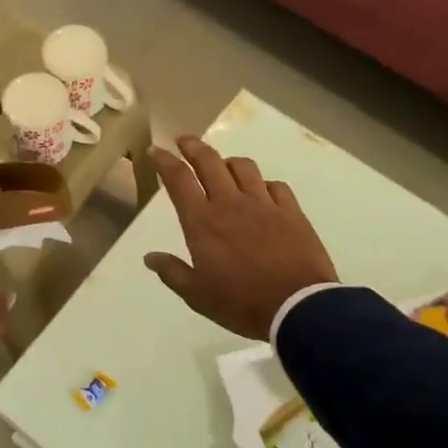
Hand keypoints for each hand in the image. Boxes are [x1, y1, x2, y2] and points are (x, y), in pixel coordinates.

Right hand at [144, 136, 338, 339]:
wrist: (297, 307)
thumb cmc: (240, 303)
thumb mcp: (197, 295)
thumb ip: (172, 272)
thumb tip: (150, 257)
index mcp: (202, 222)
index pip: (179, 179)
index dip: (165, 161)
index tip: (157, 151)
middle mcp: (230, 203)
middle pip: (209, 161)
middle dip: (193, 146)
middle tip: (183, 140)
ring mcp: (264, 204)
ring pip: (243, 166)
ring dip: (228, 161)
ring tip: (223, 166)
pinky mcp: (291, 211)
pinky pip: (275, 185)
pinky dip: (262, 184)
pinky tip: (261, 191)